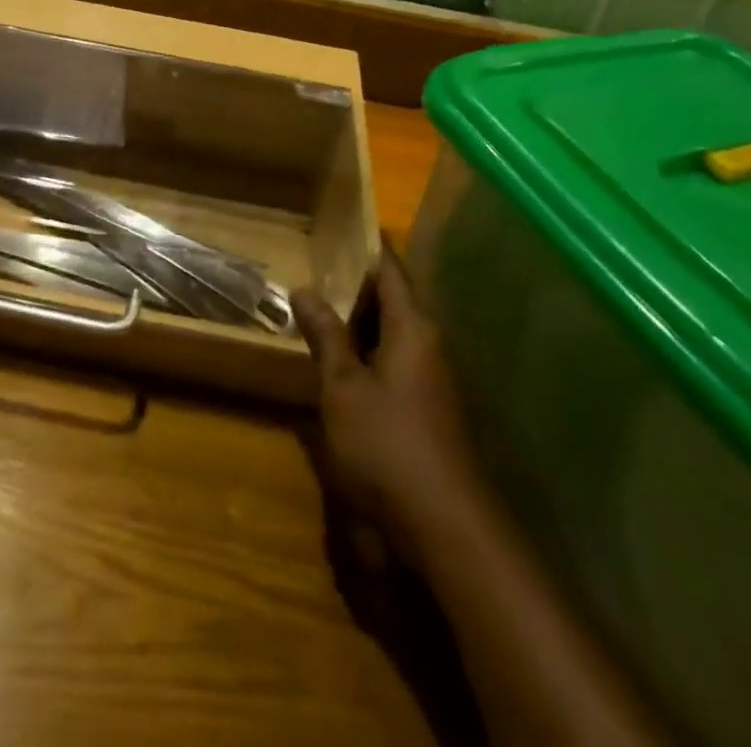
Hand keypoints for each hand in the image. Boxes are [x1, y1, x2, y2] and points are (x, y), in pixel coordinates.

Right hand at [292, 261, 488, 562]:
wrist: (446, 526)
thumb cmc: (388, 444)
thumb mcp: (343, 387)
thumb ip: (325, 336)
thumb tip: (304, 289)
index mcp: (413, 327)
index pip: (392, 270)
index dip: (370, 247)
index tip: (345, 225)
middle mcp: (431, 343)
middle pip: (395, 298)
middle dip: (359, 283)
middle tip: (319, 266)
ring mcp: (435, 377)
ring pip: (396, 331)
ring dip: (363, 319)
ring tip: (324, 307)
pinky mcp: (432, 406)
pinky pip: (399, 358)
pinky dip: (371, 348)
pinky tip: (345, 359)